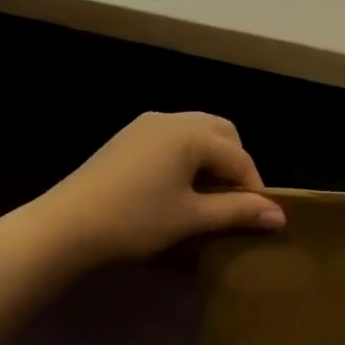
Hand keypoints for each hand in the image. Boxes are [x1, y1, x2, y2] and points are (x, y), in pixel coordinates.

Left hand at [26, 112, 283, 271]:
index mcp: (192, 134)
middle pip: (222, 133)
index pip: (239, 157)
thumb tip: (280, 216)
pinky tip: (174, 187)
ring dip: (210, 158)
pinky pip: (172, 137)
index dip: (253, 188)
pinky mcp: (128, 136)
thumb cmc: (134, 221)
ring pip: (197, 132)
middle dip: (235, 164)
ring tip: (205, 196)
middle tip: (231, 200)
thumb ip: (238, 212)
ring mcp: (147, 124)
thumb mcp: (191, 219)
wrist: (63, 226)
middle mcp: (173, 118)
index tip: (257, 219)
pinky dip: (186, 156)